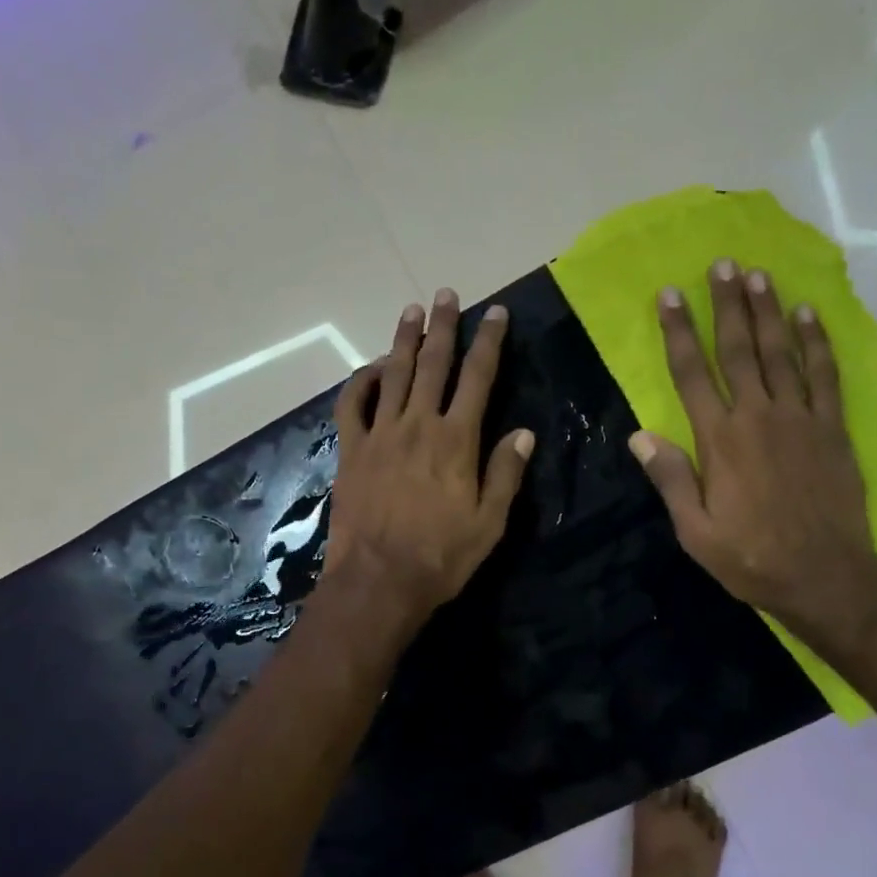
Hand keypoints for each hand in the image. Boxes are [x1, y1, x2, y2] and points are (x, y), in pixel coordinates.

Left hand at [325, 290, 534, 636]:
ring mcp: (380, 435)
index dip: (489, 342)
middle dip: (443, 327)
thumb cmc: (441, 556)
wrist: (379, 581)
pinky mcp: (351, 451)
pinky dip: (359, 382)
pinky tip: (369, 369)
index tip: (495, 313)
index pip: (478, 378)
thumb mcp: (490, 522)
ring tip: (412, 311)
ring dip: (403, 341)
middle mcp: (418, 425)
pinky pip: (351, 406)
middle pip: (433, 365)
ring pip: (393, 375)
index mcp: (457, 440)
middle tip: (446, 294)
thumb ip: (506, 473)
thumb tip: (525, 433)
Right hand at [630, 259, 876, 646]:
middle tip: (723, 264)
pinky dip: (817, 343)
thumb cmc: (751, 558)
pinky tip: (809, 315)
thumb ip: (670, 479)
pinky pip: (824, 375)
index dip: (679, 331)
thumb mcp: (695, 531)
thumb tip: (640, 435)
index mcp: (720, 441)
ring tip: (759, 275)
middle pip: (739, 350)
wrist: (825, 577)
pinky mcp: (833, 429)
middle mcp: (758, 417)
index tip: (670, 295)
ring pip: (781, 353)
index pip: (692, 373)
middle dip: (727, 305)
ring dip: (768, 312)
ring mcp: (801, 419)